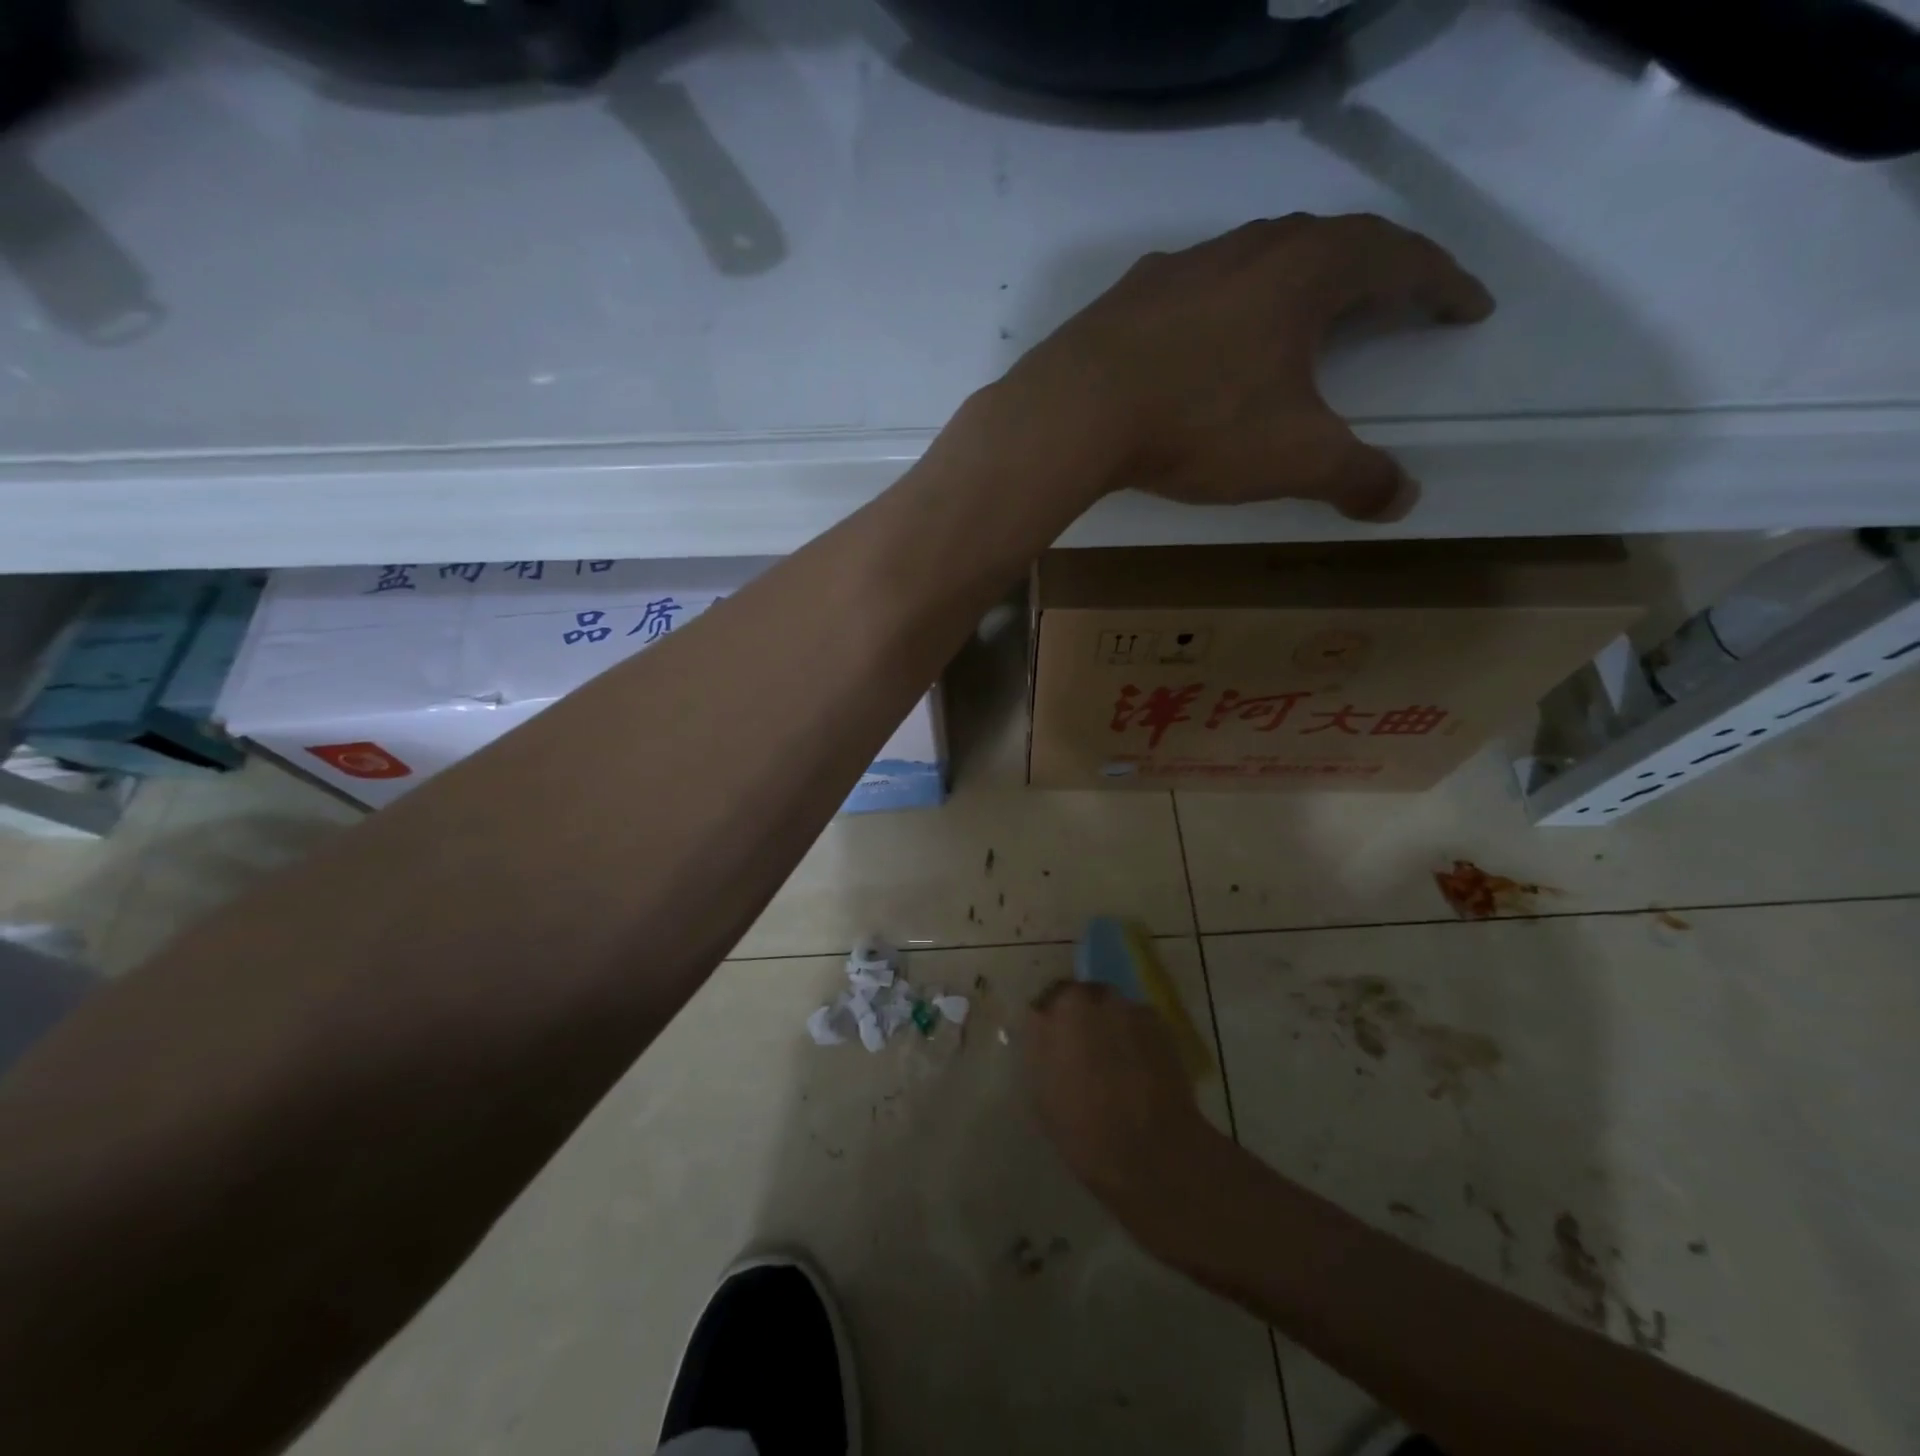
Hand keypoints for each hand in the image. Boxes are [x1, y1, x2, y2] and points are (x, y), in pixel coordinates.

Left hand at [1004, 213, 1493, 520]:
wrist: (1075, 412)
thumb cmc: (1197, 424)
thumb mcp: (1291, 458)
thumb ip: (1354, 477)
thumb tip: (1402, 500)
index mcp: (1306, 272)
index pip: (1400, 260)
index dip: (1442, 284)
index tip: (1469, 307)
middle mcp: (1249, 249)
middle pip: (1331, 242)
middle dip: (1374, 271)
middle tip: (1395, 299)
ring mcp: (1183, 266)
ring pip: (1259, 257)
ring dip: (1295, 280)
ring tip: (1307, 314)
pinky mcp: (1130, 295)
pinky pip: (1199, 288)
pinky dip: (1226, 306)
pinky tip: (1212, 336)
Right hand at [1023, 981, 1218, 1226]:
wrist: (1152, 1152)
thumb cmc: (1084, 1128)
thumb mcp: (1041, 1091)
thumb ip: (1038, 1047)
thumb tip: (1040, 1024)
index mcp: (1059, 1011)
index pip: (1046, 999)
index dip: (1048, 1021)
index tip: (1049, 1041)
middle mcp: (1095, 998)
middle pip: (1081, 998)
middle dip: (1079, 1019)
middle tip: (1080, 1052)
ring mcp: (1131, 1009)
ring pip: (1112, 1010)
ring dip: (1109, 1026)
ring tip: (1113, 1063)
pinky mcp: (1162, 1026)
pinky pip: (1139, 1023)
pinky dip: (1135, 1038)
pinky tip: (1139, 1069)